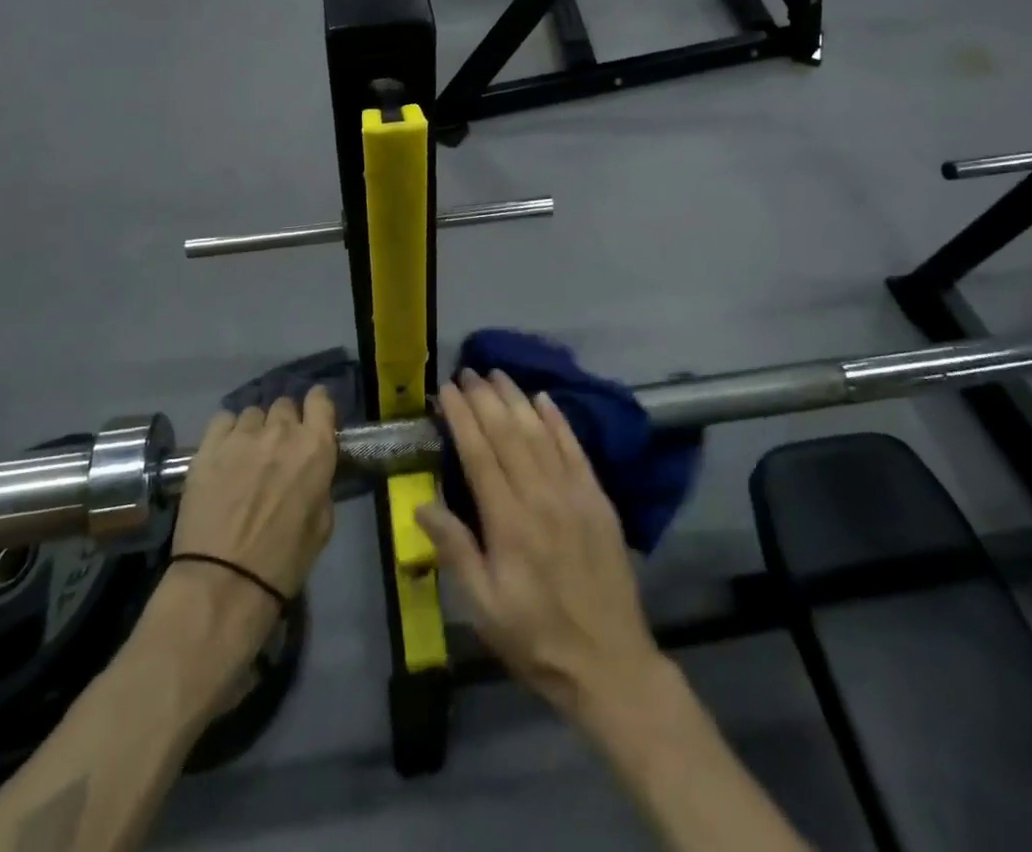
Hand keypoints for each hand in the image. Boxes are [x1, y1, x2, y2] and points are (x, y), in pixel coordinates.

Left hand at [170, 387, 338, 599]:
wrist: (224, 582)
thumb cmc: (283, 561)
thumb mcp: (322, 524)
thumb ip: (320, 486)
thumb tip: (311, 474)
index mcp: (315, 447)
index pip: (321, 400)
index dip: (317, 405)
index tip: (312, 416)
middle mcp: (282, 431)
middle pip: (284, 405)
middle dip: (283, 422)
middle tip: (277, 449)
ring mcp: (242, 436)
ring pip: (252, 413)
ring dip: (254, 429)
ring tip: (246, 454)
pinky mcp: (209, 447)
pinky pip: (222, 421)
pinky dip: (226, 432)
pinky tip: (223, 453)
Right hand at [416, 369, 663, 726]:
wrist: (609, 662)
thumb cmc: (536, 638)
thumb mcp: (484, 608)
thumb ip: (455, 551)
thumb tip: (422, 503)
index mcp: (508, 522)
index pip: (479, 454)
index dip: (462, 417)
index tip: (447, 390)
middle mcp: (541, 496)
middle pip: (509, 433)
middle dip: (485, 398)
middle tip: (467, 371)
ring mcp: (574, 493)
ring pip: (540, 433)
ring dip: (517, 399)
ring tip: (497, 374)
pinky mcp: (598, 498)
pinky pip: (575, 448)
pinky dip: (559, 420)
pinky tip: (545, 399)